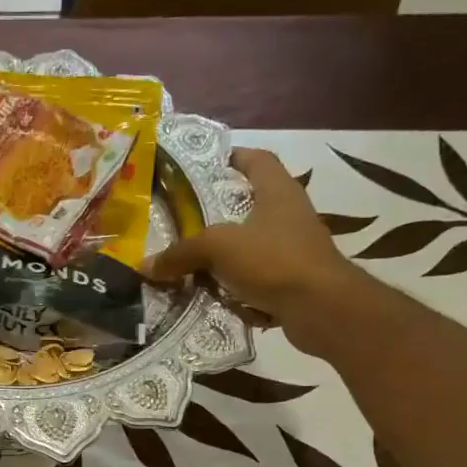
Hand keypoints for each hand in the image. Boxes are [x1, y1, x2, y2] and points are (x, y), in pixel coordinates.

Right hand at [144, 148, 356, 326]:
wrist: (321, 308)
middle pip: (252, 205)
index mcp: (278, 191)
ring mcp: (296, 249)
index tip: (205, 167)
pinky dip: (238, 286)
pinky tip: (215, 297)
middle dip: (220, 214)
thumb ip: (182, 253)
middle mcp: (290, 214)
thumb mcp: (219, 248)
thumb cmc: (274, 260)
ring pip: (254, 245)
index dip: (233, 158)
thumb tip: (145, 265)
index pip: (257, 160)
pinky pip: (259, 279)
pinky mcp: (295, 281)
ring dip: (227, 255)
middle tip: (186, 222)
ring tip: (193, 263)